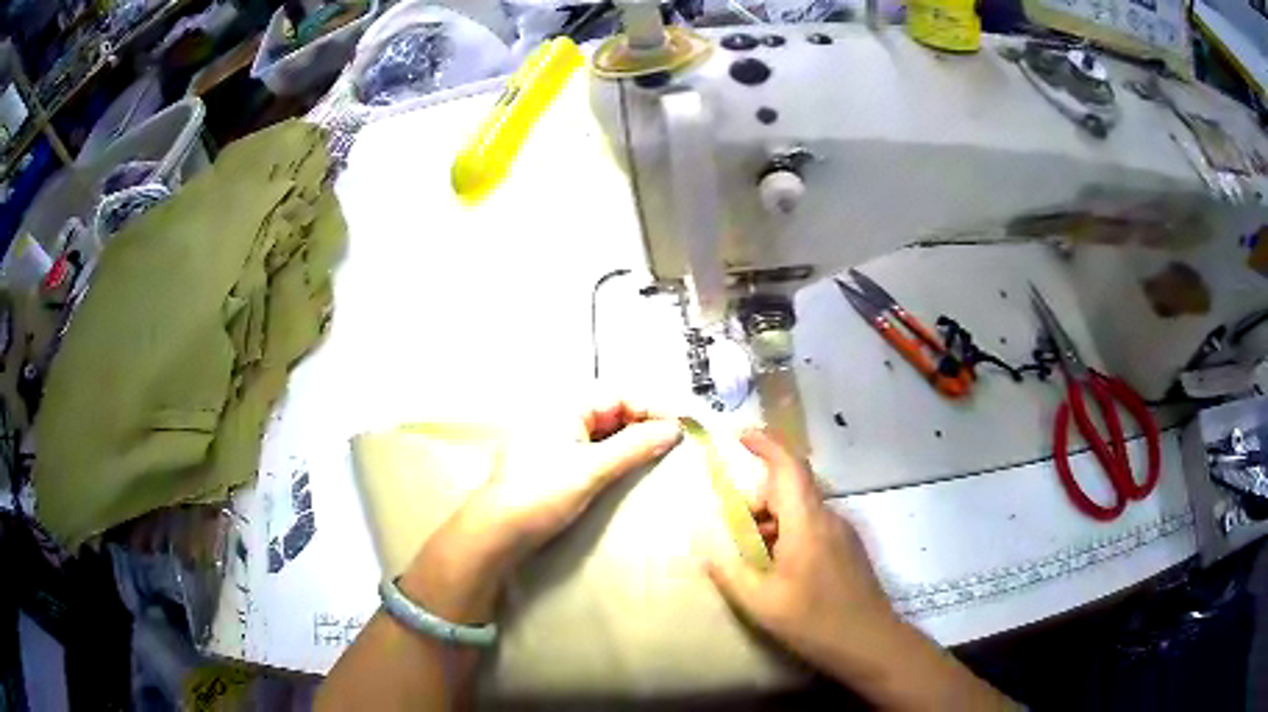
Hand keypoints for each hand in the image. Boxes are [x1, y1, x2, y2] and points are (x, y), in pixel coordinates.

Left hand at [401, 400, 681, 622]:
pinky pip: (592, 452)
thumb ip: (635, 446)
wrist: (497, 532)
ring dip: (631, 443)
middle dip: (643, 425)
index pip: (619, 396)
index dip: (651, 409)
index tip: (679, 430)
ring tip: (658, 459)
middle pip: (612, 412)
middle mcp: (559, 417)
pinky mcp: (554, 466)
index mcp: (564, 407)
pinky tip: (629, 472)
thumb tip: (675, 428)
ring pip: (603, 434)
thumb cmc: (542, 493)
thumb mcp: (592, 469)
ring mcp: (555, 442)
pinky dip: (614, 458)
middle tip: (673, 446)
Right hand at [706, 431, 1013, 709]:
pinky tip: (780, 570)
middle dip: (759, 501)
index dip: (765, 445)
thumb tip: (704, 545)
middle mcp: (829, 518)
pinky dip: (790, 535)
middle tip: (735, 533)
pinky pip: (814, 527)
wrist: (870, 642)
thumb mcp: (760, 601)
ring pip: (802, 511)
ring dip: (774, 523)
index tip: (741, 436)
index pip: (789, 467)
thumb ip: (729, 570)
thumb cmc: (814, 621)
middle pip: (791, 490)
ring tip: (754, 559)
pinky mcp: (849, 549)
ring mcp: (843, 533)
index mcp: (808, 523)